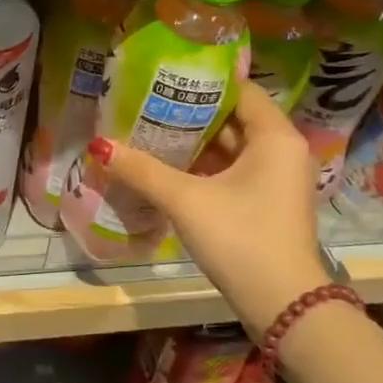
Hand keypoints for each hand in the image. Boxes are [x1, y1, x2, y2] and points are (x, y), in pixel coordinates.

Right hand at [94, 86, 326, 336]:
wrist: (283, 305)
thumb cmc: (241, 239)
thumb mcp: (186, 201)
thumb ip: (142, 170)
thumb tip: (99, 145)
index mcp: (275, 137)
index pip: (240, 90)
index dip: (202, 82)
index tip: (164, 76)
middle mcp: (283, 151)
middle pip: (234, 119)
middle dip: (192, 113)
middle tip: (148, 103)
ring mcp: (277, 180)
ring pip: (233, 148)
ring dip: (196, 143)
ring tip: (151, 130)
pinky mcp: (267, 203)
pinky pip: (234, 172)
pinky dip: (205, 167)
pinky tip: (169, 168)